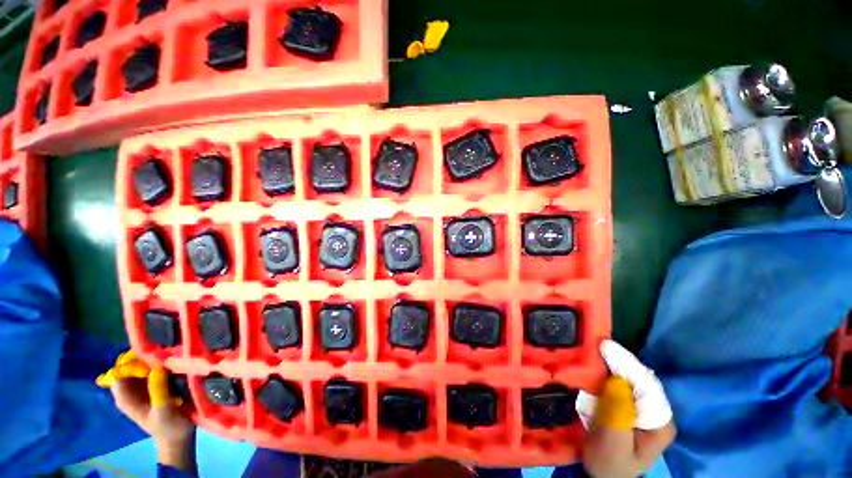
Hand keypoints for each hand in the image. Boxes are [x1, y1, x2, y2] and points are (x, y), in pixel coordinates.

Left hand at [98, 351, 196, 472]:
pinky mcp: (153, 383)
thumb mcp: (163, 411)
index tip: (152, 357)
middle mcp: (130, 388)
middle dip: (146, 357)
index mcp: (125, 396)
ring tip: (173, 355)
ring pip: (142, 364)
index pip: (119, 371)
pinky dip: (161, 363)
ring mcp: (141, 386)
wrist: (179, 436)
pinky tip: (175, 361)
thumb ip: (158, 390)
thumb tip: (157, 368)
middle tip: (166, 354)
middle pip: (130, 364)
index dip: (132, 362)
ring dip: (155, 358)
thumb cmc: (169, 426)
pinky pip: (153, 368)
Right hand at [576, 340, 675, 477]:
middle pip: (639, 378)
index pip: (647, 385)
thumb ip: (618, 414)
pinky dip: (605, 369)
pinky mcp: (625, 402)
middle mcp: (654, 410)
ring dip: (611, 362)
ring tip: (594, 347)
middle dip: (618, 361)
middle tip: (596, 343)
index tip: (604, 346)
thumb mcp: (612, 445)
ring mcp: (640, 405)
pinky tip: (594, 360)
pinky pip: (617, 381)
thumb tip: (616, 379)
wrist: (599, 475)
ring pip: (628, 377)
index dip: (627, 364)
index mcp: (659, 422)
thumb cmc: (607, 464)